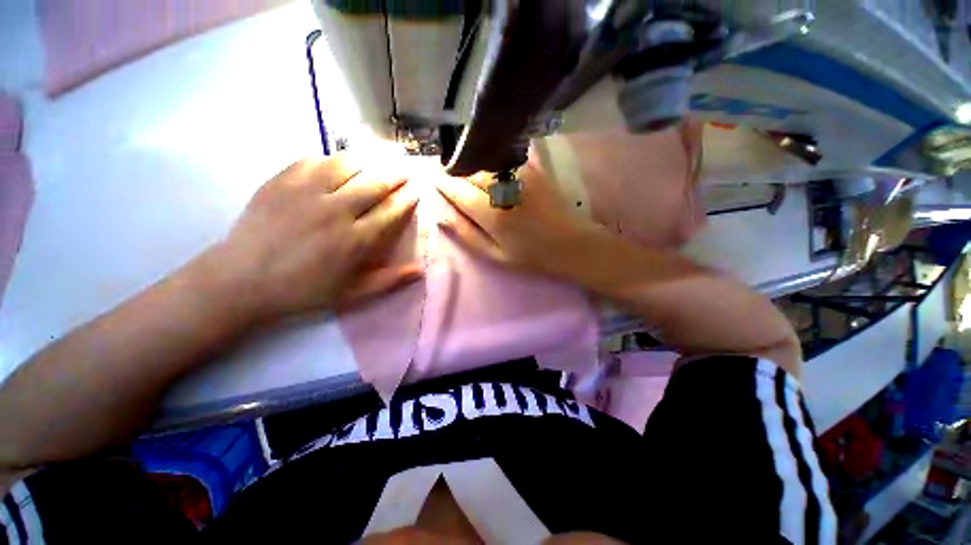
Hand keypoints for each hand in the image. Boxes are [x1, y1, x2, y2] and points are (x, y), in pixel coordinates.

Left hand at [203, 156, 419, 323]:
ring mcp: (307, 192)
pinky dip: (333, 159)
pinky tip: (339, 162)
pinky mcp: (282, 181)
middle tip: (404, 170)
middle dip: (395, 175)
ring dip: (368, 161)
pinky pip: (315, 160)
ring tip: (378, 160)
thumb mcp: (353, 294)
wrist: (243, 279)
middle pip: (375, 183)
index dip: (407, 199)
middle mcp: (337, 211)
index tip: (416, 191)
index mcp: (356, 240)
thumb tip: (420, 270)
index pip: (391, 211)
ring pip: (348, 165)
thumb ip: (389, 281)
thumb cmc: (304, 289)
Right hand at [434, 155, 601, 280]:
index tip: (431, 176)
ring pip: (485, 161)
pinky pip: (503, 158)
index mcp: (491, 214)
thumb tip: (439, 215)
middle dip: (453, 168)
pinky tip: (486, 164)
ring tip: (462, 166)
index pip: (457, 189)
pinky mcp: (533, 169)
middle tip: (444, 170)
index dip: (442, 182)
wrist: (570, 244)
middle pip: (470, 170)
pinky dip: (489, 159)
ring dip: (470, 161)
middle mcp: (503, 188)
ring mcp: (520, 175)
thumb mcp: (494, 255)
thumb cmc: (530, 256)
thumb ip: (466, 233)